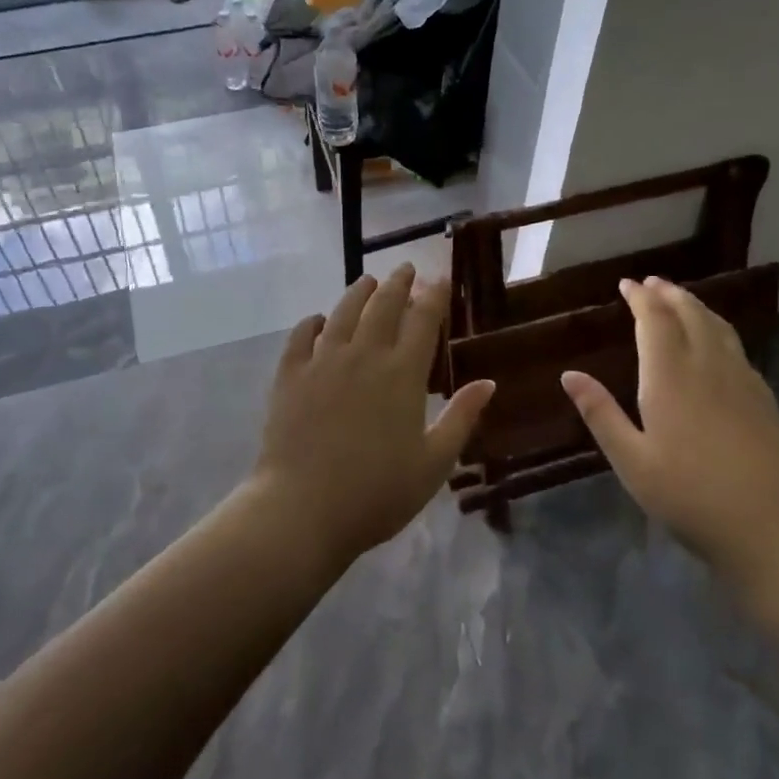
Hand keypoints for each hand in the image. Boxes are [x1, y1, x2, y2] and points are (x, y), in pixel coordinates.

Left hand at [249, 265, 495, 563]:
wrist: (302, 509)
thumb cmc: (377, 493)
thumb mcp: (433, 463)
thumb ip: (461, 418)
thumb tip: (488, 382)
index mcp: (402, 374)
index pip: (423, 319)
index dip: (435, 294)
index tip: (441, 277)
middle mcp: (363, 355)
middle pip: (383, 305)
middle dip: (398, 283)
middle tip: (406, 269)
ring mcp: (322, 362)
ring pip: (342, 312)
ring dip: (358, 292)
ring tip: (366, 281)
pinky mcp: (289, 376)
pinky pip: (300, 337)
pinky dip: (311, 323)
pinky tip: (317, 320)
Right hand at [561, 277, 778, 578]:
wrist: (773, 528)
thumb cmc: (689, 496)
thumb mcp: (632, 461)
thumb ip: (601, 414)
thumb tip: (569, 374)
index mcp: (670, 378)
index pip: (655, 321)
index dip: (641, 298)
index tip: (627, 284)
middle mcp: (708, 367)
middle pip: (690, 315)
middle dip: (669, 294)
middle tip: (652, 283)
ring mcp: (742, 381)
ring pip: (718, 327)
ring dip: (696, 306)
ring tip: (681, 299)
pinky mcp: (764, 399)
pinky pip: (737, 347)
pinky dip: (718, 329)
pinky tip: (716, 343)